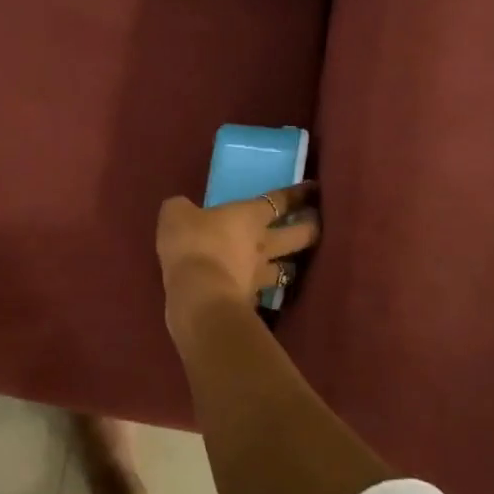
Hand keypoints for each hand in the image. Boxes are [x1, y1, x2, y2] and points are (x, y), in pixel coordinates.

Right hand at [156, 182, 318, 330]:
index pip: (280, 201)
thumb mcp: (176, 214)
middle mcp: (263, 244)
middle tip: (318, 223)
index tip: (314, 189)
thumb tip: (183, 209)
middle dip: (311, 228)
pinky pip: (263, 295)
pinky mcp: (250, 303)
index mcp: (249, 216)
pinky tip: (259, 294)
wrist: (197, 295)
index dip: (298, 194)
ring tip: (295, 265)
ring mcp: (260, 277)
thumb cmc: (191, 243)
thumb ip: (182, 209)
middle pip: (298, 235)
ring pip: (287, 270)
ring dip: (293, 266)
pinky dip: (264, 294)